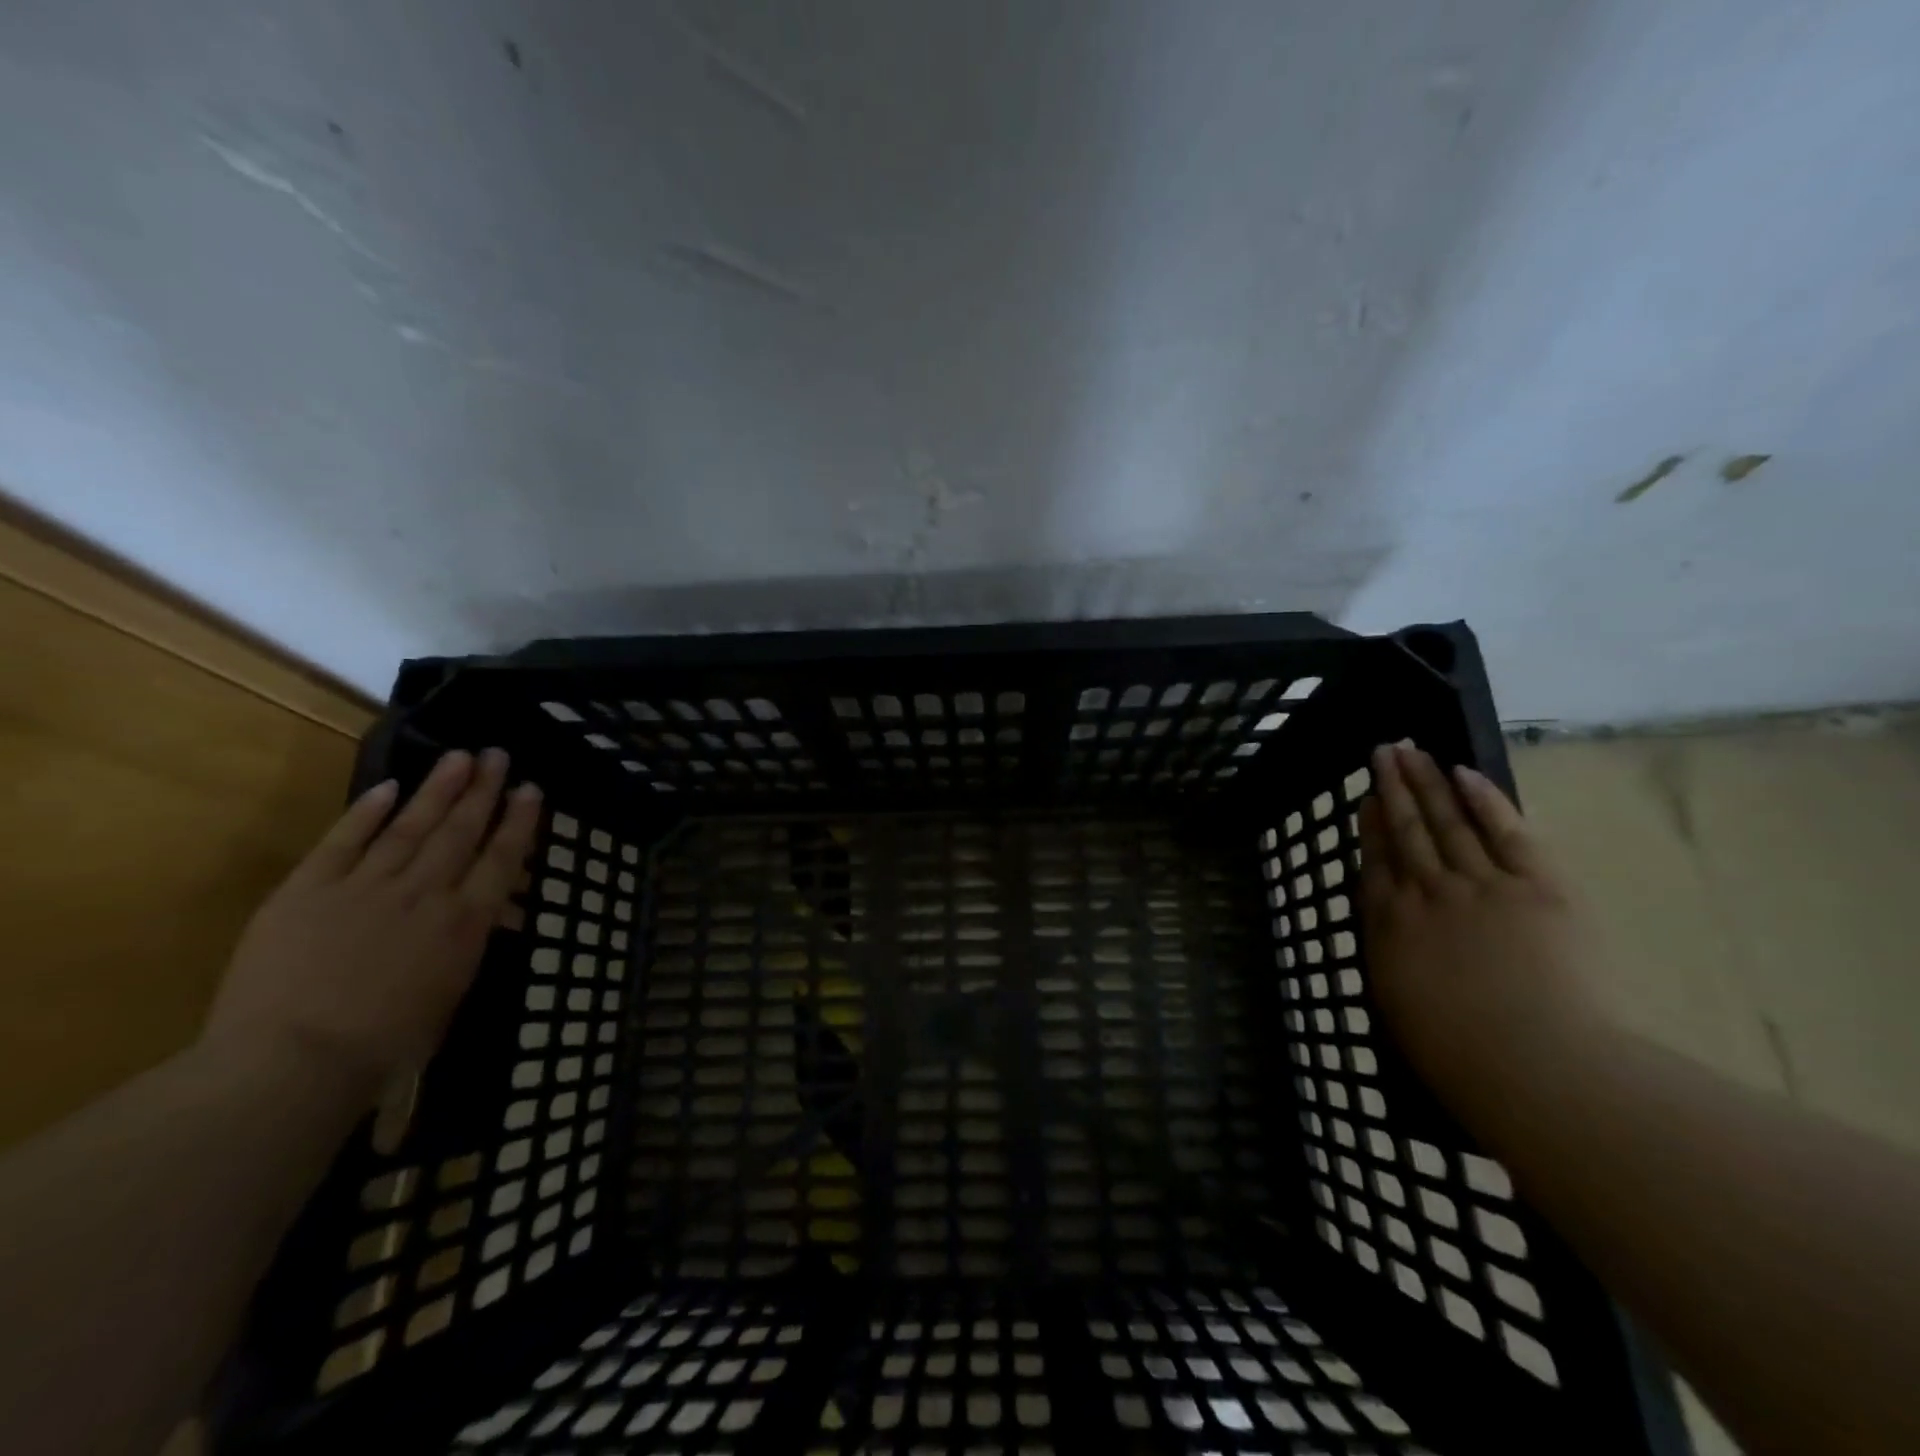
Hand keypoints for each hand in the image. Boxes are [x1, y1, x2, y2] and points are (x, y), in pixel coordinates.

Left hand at [204, 749, 541, 1094]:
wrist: (292, 1063)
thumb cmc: (385, 1045)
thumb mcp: (450, 996)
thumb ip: (469, 945)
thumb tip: (493, 914)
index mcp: (463, 922)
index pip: (500, 859)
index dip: (518, 821)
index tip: (530, 789)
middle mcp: (424, 893)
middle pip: (459, 831)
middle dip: (482, 790)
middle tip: (496, 754)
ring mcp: (364, 887)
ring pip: (409, 826)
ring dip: (436, 789)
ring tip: (457, 757)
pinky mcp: (307, 891)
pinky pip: (342, 842)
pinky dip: (365, 813)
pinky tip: (386, 787)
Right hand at [1357, 742, 1608, 1118]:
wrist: (1535, 1065)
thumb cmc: (1458, 1055)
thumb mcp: (1397, 1006)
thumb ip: (1390, 955)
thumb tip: (1388, 926)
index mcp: (1390, 924)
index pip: (1375, 862)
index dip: (1370, 825)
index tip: (1367, 797)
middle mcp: (1426, 892)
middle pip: (1406, 829)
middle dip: (1393, 788)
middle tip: (1385, 750)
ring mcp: (1480, 884)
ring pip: (1447, 820)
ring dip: (1427, 781)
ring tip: (1412, 750)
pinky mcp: (1537, 886)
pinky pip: (1505, 831)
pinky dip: (1484, 799)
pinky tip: (1464, 773)